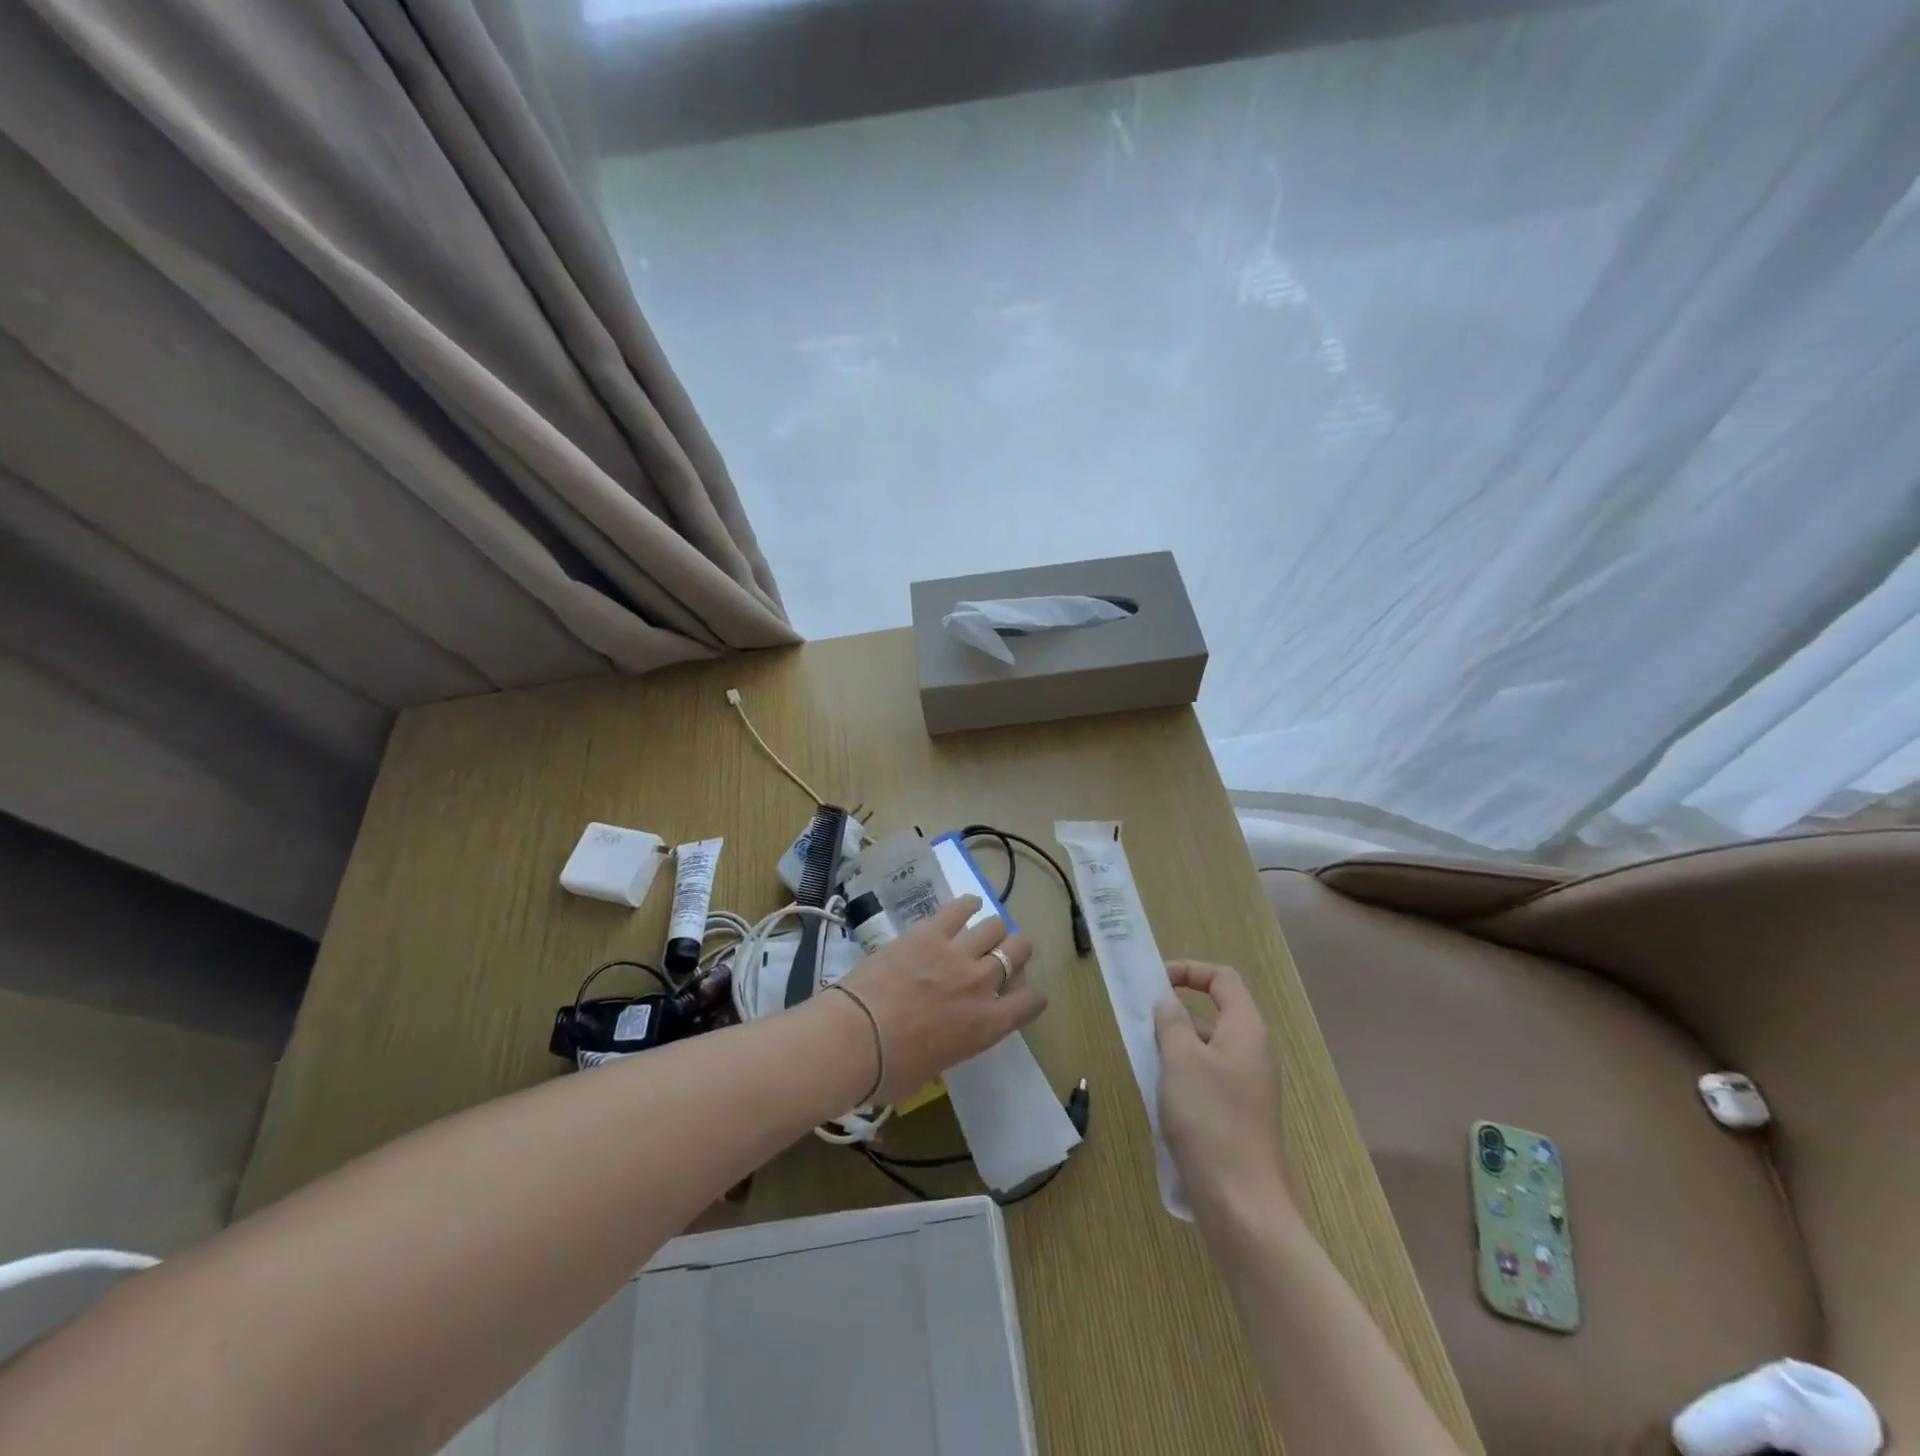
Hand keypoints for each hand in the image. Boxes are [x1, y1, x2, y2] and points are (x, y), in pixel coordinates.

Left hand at [836, 897, 1043, 1101]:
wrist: (856, 1038)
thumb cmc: (891, 1071)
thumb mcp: (934, 1067)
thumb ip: (951, 1044)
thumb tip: (940, 1037)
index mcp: (988, 1026)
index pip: (1031, 1002)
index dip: (1030, 996)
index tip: (1019, 994)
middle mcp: (982, 984)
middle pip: (1018, 951)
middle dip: (1016, 951)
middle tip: (1002, 954)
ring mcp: (957, 953)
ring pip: (995, 926)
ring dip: (993, 929)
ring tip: (983, 931)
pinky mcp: (929, 932)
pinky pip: (959, 908)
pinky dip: (967, 904)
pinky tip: (968, 905)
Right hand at [1154, 961, 1293, 1219]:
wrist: (1242, 1205)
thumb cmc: (1210, 1120)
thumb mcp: (1181, 1061)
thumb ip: (1172, 1022)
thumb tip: (1167, 1000)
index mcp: (1246, 1030)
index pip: (1222, 979)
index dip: (1188, 971)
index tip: (1153, 983)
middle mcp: (1253, 1053)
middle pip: (1215, 1013)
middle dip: (1176, 1012)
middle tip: (1141, 1023)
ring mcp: (1248, 1087)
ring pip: (1207, 1049)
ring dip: (1175, 1047)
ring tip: (1144, 1061)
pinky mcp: (1239, 1116)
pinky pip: (1208, 1079)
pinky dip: (1183, 1076)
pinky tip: (1160, 1098)